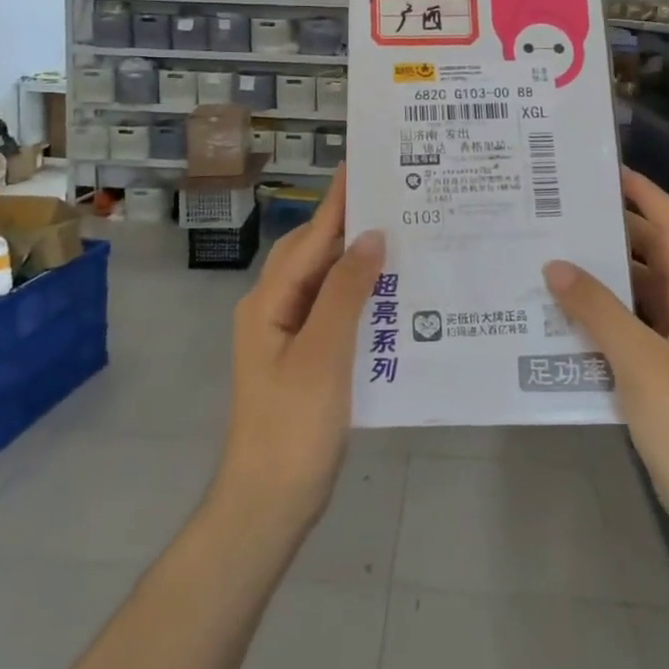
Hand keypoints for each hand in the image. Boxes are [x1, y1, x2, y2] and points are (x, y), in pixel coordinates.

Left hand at [213, 170, 384, 534]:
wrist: (269, 503)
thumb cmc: (294, 427)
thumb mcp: (323, 354)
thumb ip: (346, 291)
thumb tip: (371, 236)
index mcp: (269, 301)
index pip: (310, 238)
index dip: (336, 201)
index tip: (361, 165)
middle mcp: (273, 309)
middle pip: (312, 254)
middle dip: (348, 225)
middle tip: (394, 201)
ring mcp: (287, 336)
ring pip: (324, 282)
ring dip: (355, 260)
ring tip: (399, 239)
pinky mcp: (304, 360)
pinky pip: (332, 312)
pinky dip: (358, 296)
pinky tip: (390, 297)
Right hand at [543, 168, 668, 536]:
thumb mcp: (640, 362)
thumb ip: (597, 311)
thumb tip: (556, 266)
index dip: (644, 193)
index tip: (603, 171)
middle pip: (650, 252)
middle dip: (610, 228)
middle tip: (558, 212)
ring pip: (634, 290)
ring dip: (599, 274)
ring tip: (548, 256)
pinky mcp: (660, 369)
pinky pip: (626, 324)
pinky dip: (597, 314)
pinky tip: (558, 316)